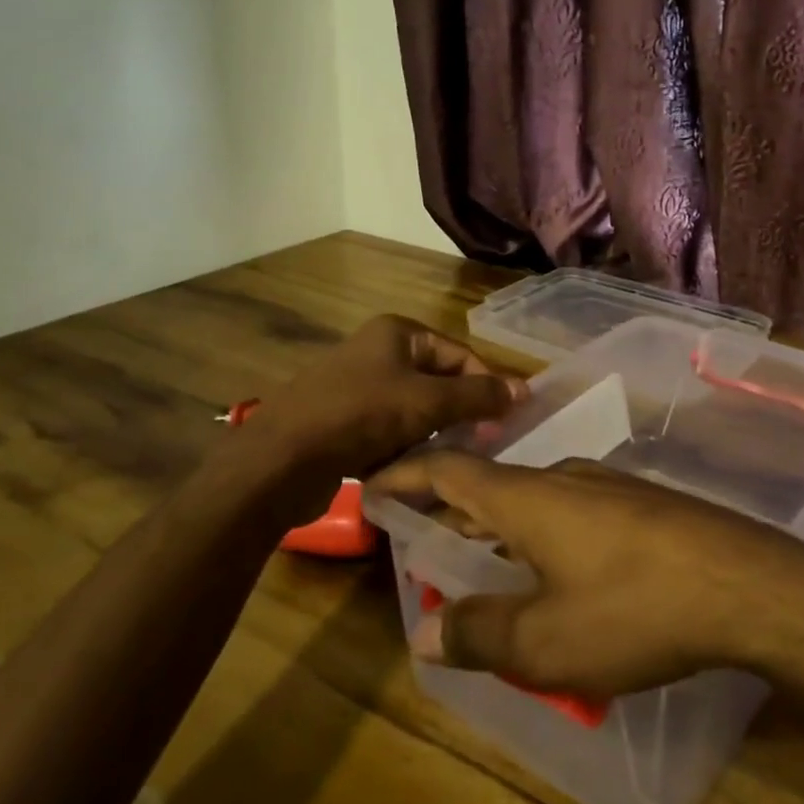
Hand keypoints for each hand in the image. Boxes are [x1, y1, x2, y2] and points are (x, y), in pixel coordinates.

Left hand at [205, 316, 524, 518]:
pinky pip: (387, 430)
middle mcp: (376, 352)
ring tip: (444, 460)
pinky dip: (402, 448)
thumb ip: (480, 395)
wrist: (278, 462)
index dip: (486, 385)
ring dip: (431, 434)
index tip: (504, 422)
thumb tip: (524, 390)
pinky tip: (407, 469)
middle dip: (458, 413)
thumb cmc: (360, 417)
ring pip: (414, 409)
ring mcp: (355, 387)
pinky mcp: (341, 422)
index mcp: (397, 333)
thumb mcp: (429, 403)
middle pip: (438, 381)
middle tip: (479, 444)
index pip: (460, 354)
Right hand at [369, 452, 803, 696]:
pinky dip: (540, 535)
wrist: (746, 584)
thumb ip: (479, 635)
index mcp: (527, 498)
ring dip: (499, 528)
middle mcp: (563, 478)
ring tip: (480, 564)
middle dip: (451, 513)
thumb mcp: (546, 642)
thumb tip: (425, 634)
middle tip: (423, 545)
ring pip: (533, 500)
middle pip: (490, 485)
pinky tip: (554, 574)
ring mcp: (607, 486)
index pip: (449, 471)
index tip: (372, 485)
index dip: (406, 476)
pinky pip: (570, 512)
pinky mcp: (641, 504)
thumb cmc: (635, 609)